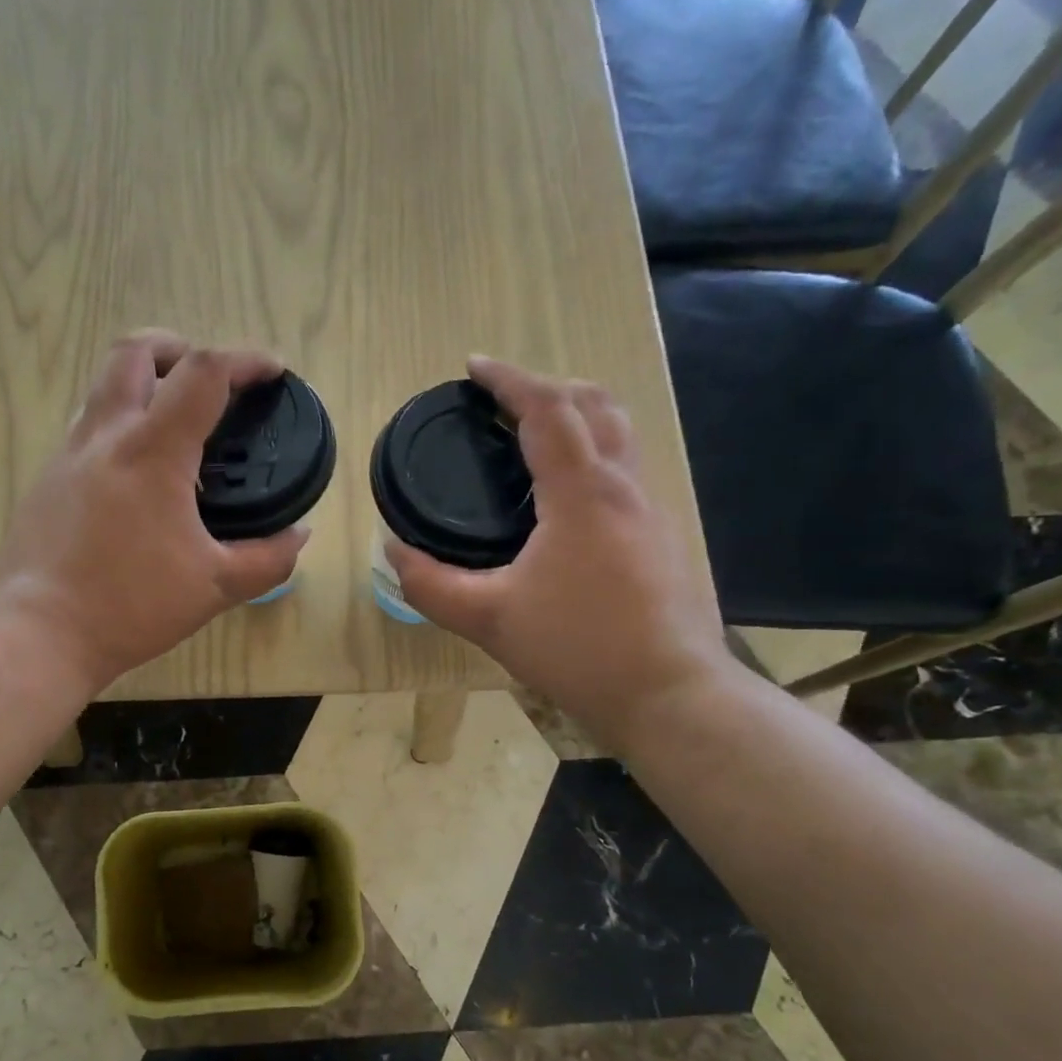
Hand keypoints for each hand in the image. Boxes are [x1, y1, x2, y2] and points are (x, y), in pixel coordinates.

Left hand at [0, 331, 308, 692]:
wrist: (38, 634)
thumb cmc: (130, 607)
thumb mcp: (214, 588)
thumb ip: (267, 559)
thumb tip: (299, 536)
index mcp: (152, 452)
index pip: (203, 373)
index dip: (246, 360)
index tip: (272, 372)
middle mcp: (104, 437)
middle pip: (134, 352)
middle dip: (178, 349)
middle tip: (207, 385)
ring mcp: (66, 456)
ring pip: (102, 387)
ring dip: (142, 385)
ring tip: (173, 430)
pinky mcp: (44, 482)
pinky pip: (85, 430)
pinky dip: (119, 428)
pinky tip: (135, 480)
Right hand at [386, 355, 732, 757]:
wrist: (668, 693)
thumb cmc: (577, 649)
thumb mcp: (488, 619)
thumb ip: (431, 584)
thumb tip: (393, 551)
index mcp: (582, 493)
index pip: (548, 409)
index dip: (509, 380)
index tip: (474, 368)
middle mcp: (623, 487)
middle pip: (595, 404)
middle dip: (548, 387)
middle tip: (503, 402)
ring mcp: (650, 511)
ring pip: (619, 434)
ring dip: (576, 416)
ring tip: (532, 436)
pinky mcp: (660, 537)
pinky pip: (625, 469)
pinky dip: (591, 453)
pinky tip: (563, 498)